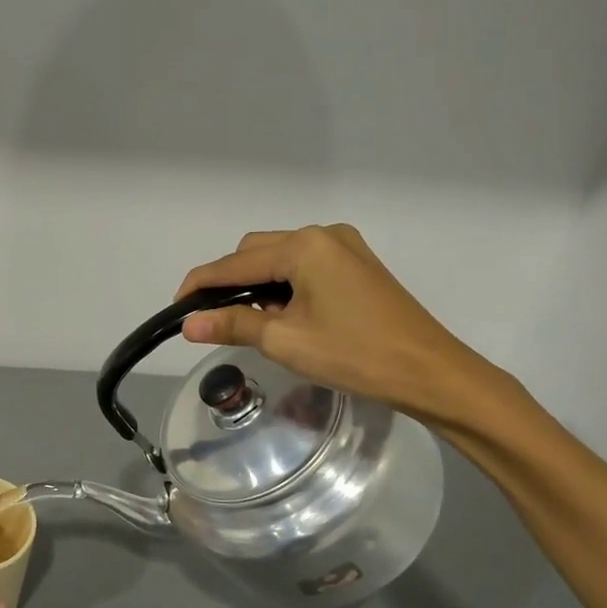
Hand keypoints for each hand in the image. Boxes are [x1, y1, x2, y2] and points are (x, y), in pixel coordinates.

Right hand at [174, 224, 504, 428]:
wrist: (430, 372)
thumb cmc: (354, 354)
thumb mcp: (285, 341)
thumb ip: (233, 324)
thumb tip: (188, 324)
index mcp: (304, 246)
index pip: (236, 263)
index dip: (201, 284)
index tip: (176, 308)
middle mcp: (323, 234)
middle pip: (256, 252)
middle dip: (230, 283)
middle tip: (215, 321)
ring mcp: (344, 247)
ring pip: (280, 258)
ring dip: (258, 285)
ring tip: (253, 324)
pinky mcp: (357, 265)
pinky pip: (305, 266)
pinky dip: (284, 286)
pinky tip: (285, 315)